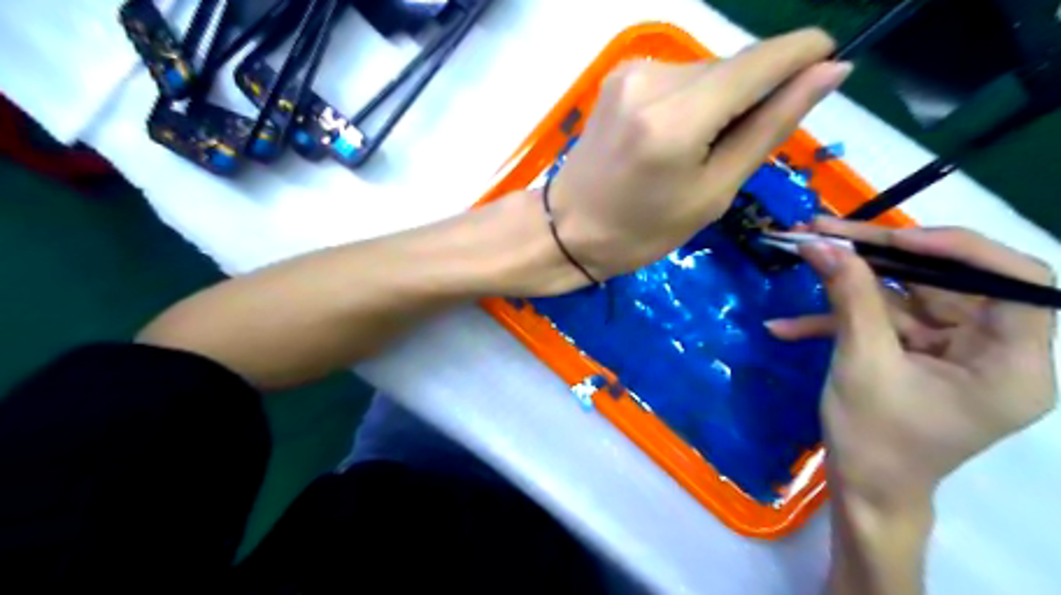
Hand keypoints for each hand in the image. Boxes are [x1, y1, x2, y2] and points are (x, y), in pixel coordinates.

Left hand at [550, 29, 851, 280]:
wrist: (567, 229)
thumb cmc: (641, 231)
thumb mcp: (712, 193)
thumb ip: (769, 128)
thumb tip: (828, 72)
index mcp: (677, 118)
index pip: (762, 59)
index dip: (804, 55)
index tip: (830, 67)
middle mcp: (653, 78)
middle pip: (734, 66)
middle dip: (754, 95)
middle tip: (736, 149)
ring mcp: (631, 72)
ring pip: (707, 71)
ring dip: (720, 101)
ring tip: (696, 152)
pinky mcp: (619, 76)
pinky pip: (678, 78)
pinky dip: (692, 101)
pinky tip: (675, 138)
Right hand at [769, 218, 1054, 505]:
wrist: (861, 491)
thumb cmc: (875, 441)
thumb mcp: (861, 364)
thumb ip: (849, 298)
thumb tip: (821, 244)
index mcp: (1010, 363)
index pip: (1016, 280)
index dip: (959, 249)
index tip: (894, 241)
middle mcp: (991, 350)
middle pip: (946, 280)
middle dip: (879, 256)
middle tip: (825, 231)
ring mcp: (951, 351)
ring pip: (905, 297)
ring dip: (848, 282)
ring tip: (802, 255)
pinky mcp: (916, 355)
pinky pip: (882, 323)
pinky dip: (836, 321)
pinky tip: (787, 327)